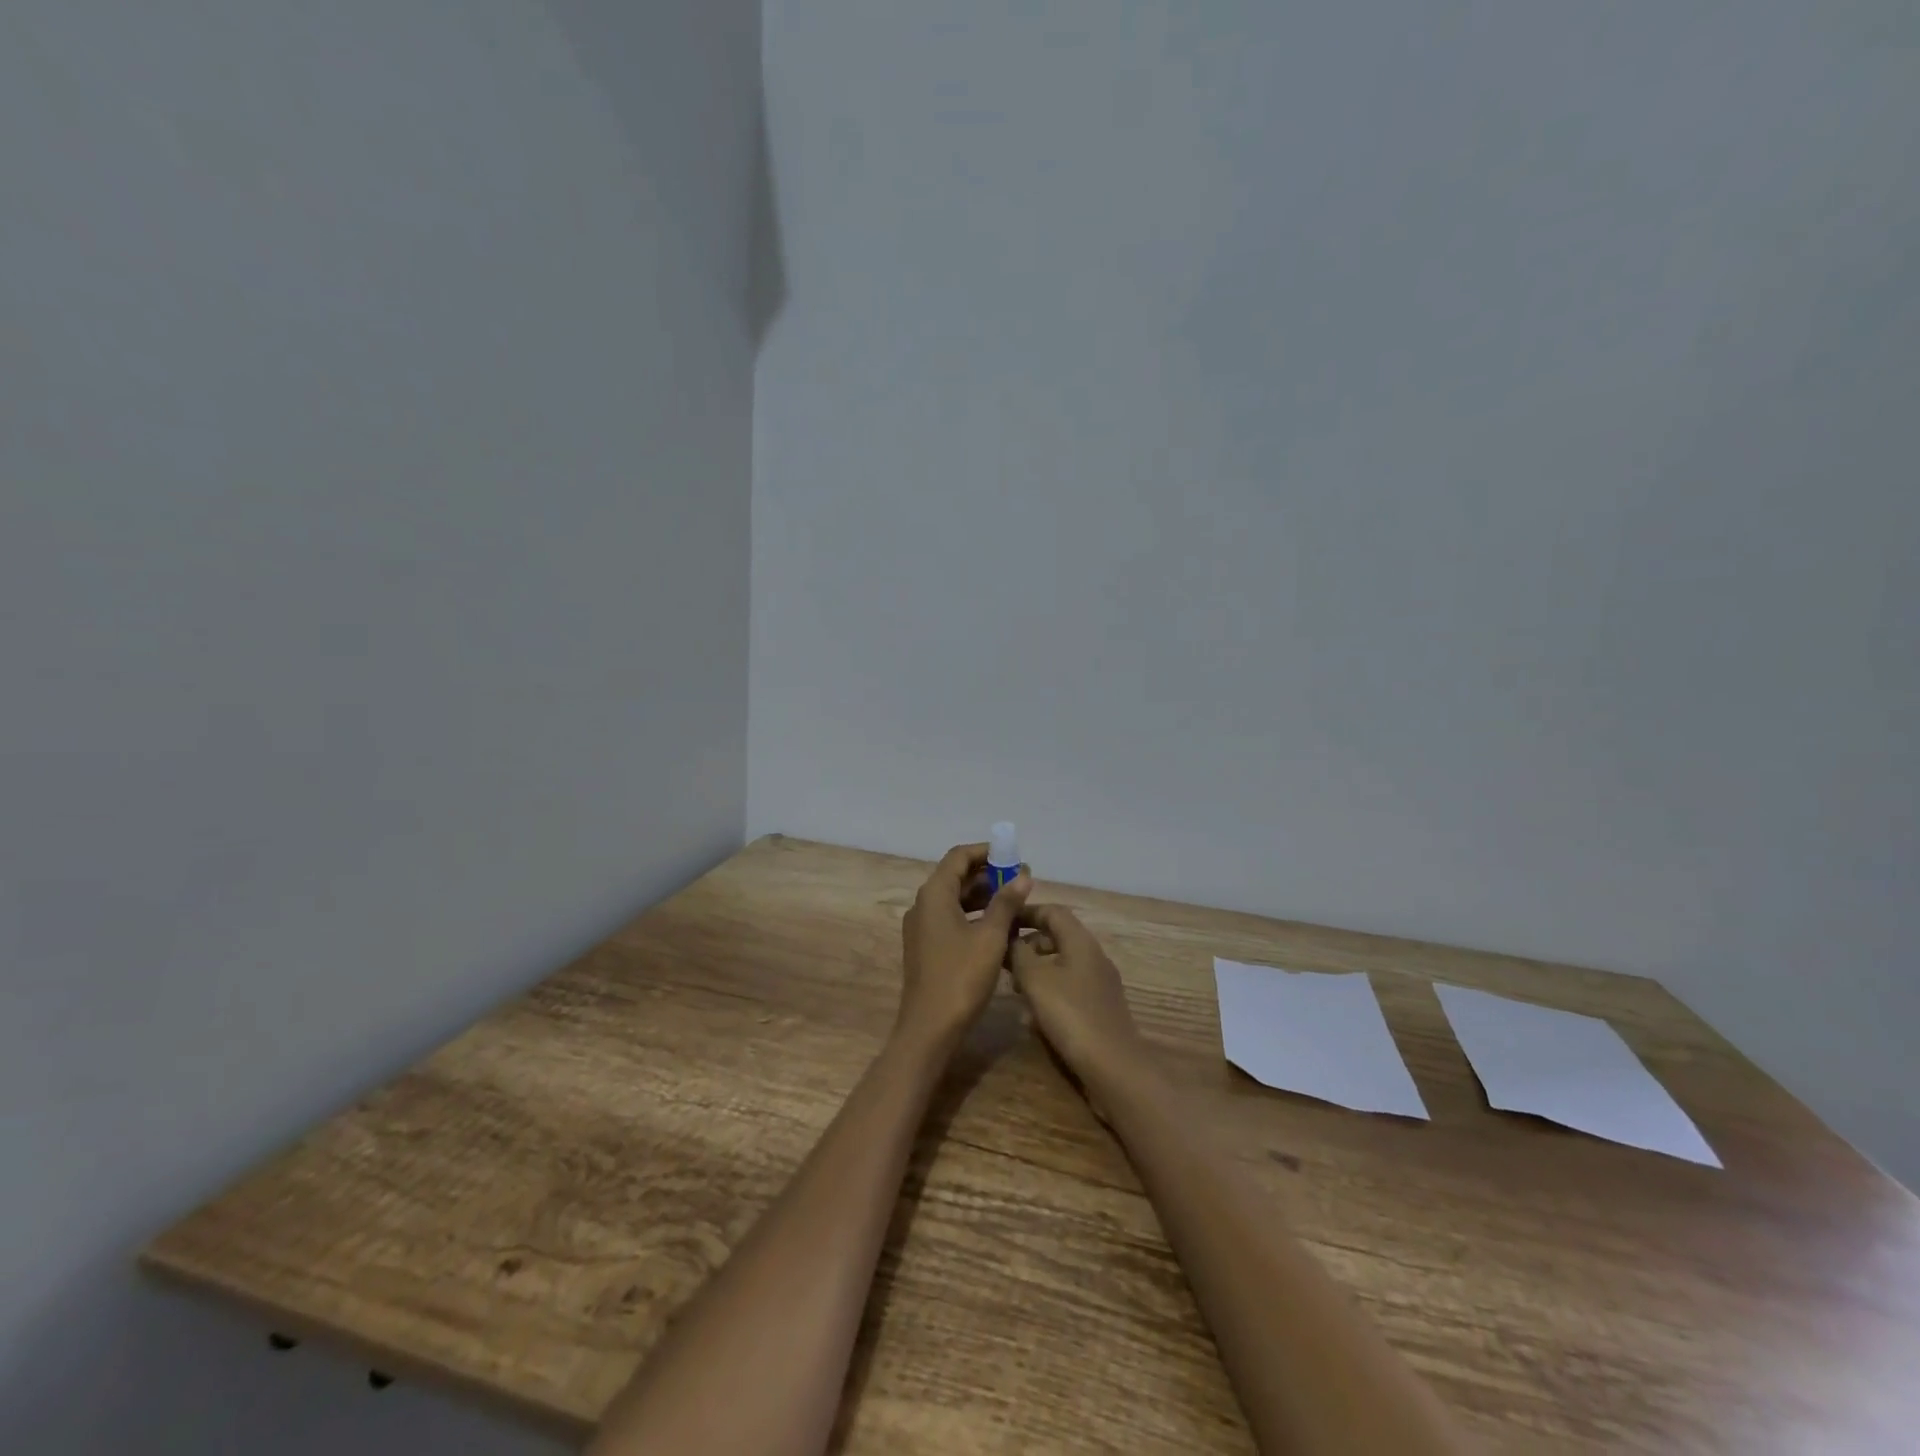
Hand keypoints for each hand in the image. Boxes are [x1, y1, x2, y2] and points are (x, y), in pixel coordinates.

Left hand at [897, 843, 1031, 1050]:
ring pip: (954, 899)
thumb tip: (1023, 875)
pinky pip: (951, 918)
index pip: (959, 857)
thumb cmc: (961, 977)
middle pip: (955, 876)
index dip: (986, 852)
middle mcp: (923, 905)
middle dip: (988, 874)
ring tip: (1014, 901)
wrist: (929, 1028)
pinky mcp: (926, 947)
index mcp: (934, 894)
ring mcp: (922, 927)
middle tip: (1020, 879)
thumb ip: (1006, 903)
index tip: (1013, 856)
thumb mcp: (991, 937)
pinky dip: (973, 915)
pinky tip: (997, 927)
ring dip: (982, 896)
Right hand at [1008, 905, 1145, 1089]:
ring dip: (1037, 971)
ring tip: (1015, 990)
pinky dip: (1049, 992)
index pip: (1053, 911)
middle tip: (1004, 961)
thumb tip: (1010, 938)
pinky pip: (1069, 988)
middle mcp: (1094, 956)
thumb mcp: (1036, 980)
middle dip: (1029, 945)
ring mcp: (1100, 984)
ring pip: (1062, 964)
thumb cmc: (1071, 1015)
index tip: (1003, 921)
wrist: (1114, 1067)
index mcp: (1081, 942)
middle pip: (1058, 937)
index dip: (1027, 912)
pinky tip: (1034, 1017)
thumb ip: (1019, 954)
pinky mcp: (1100, 1008)